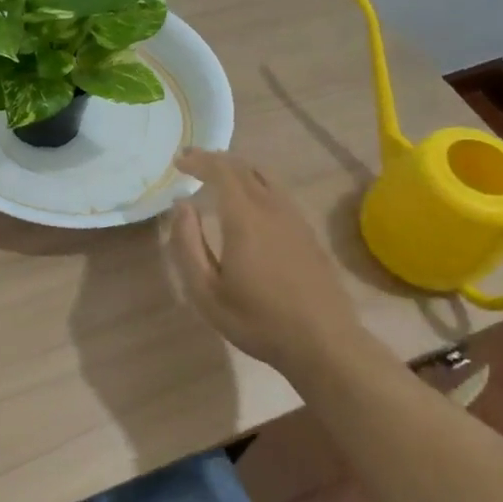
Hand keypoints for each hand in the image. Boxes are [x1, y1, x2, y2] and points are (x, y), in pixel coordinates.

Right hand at [168, 148, 387, 389]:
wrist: (323, 342)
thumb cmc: (257, 320)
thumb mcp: (206, 291)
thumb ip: (188, 244)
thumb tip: (181, 206)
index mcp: (245, 218)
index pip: (221, 171)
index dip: (199, 160)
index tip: (179, 160)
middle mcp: (272, 208)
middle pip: (243, 168)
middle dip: (215, 160)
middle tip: (192, 162)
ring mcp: (295, 219)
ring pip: (264, 177)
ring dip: (238, 169)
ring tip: (218, 177)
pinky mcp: (307, 232)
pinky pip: (278, 193)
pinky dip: (256, 184)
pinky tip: (249, 202)